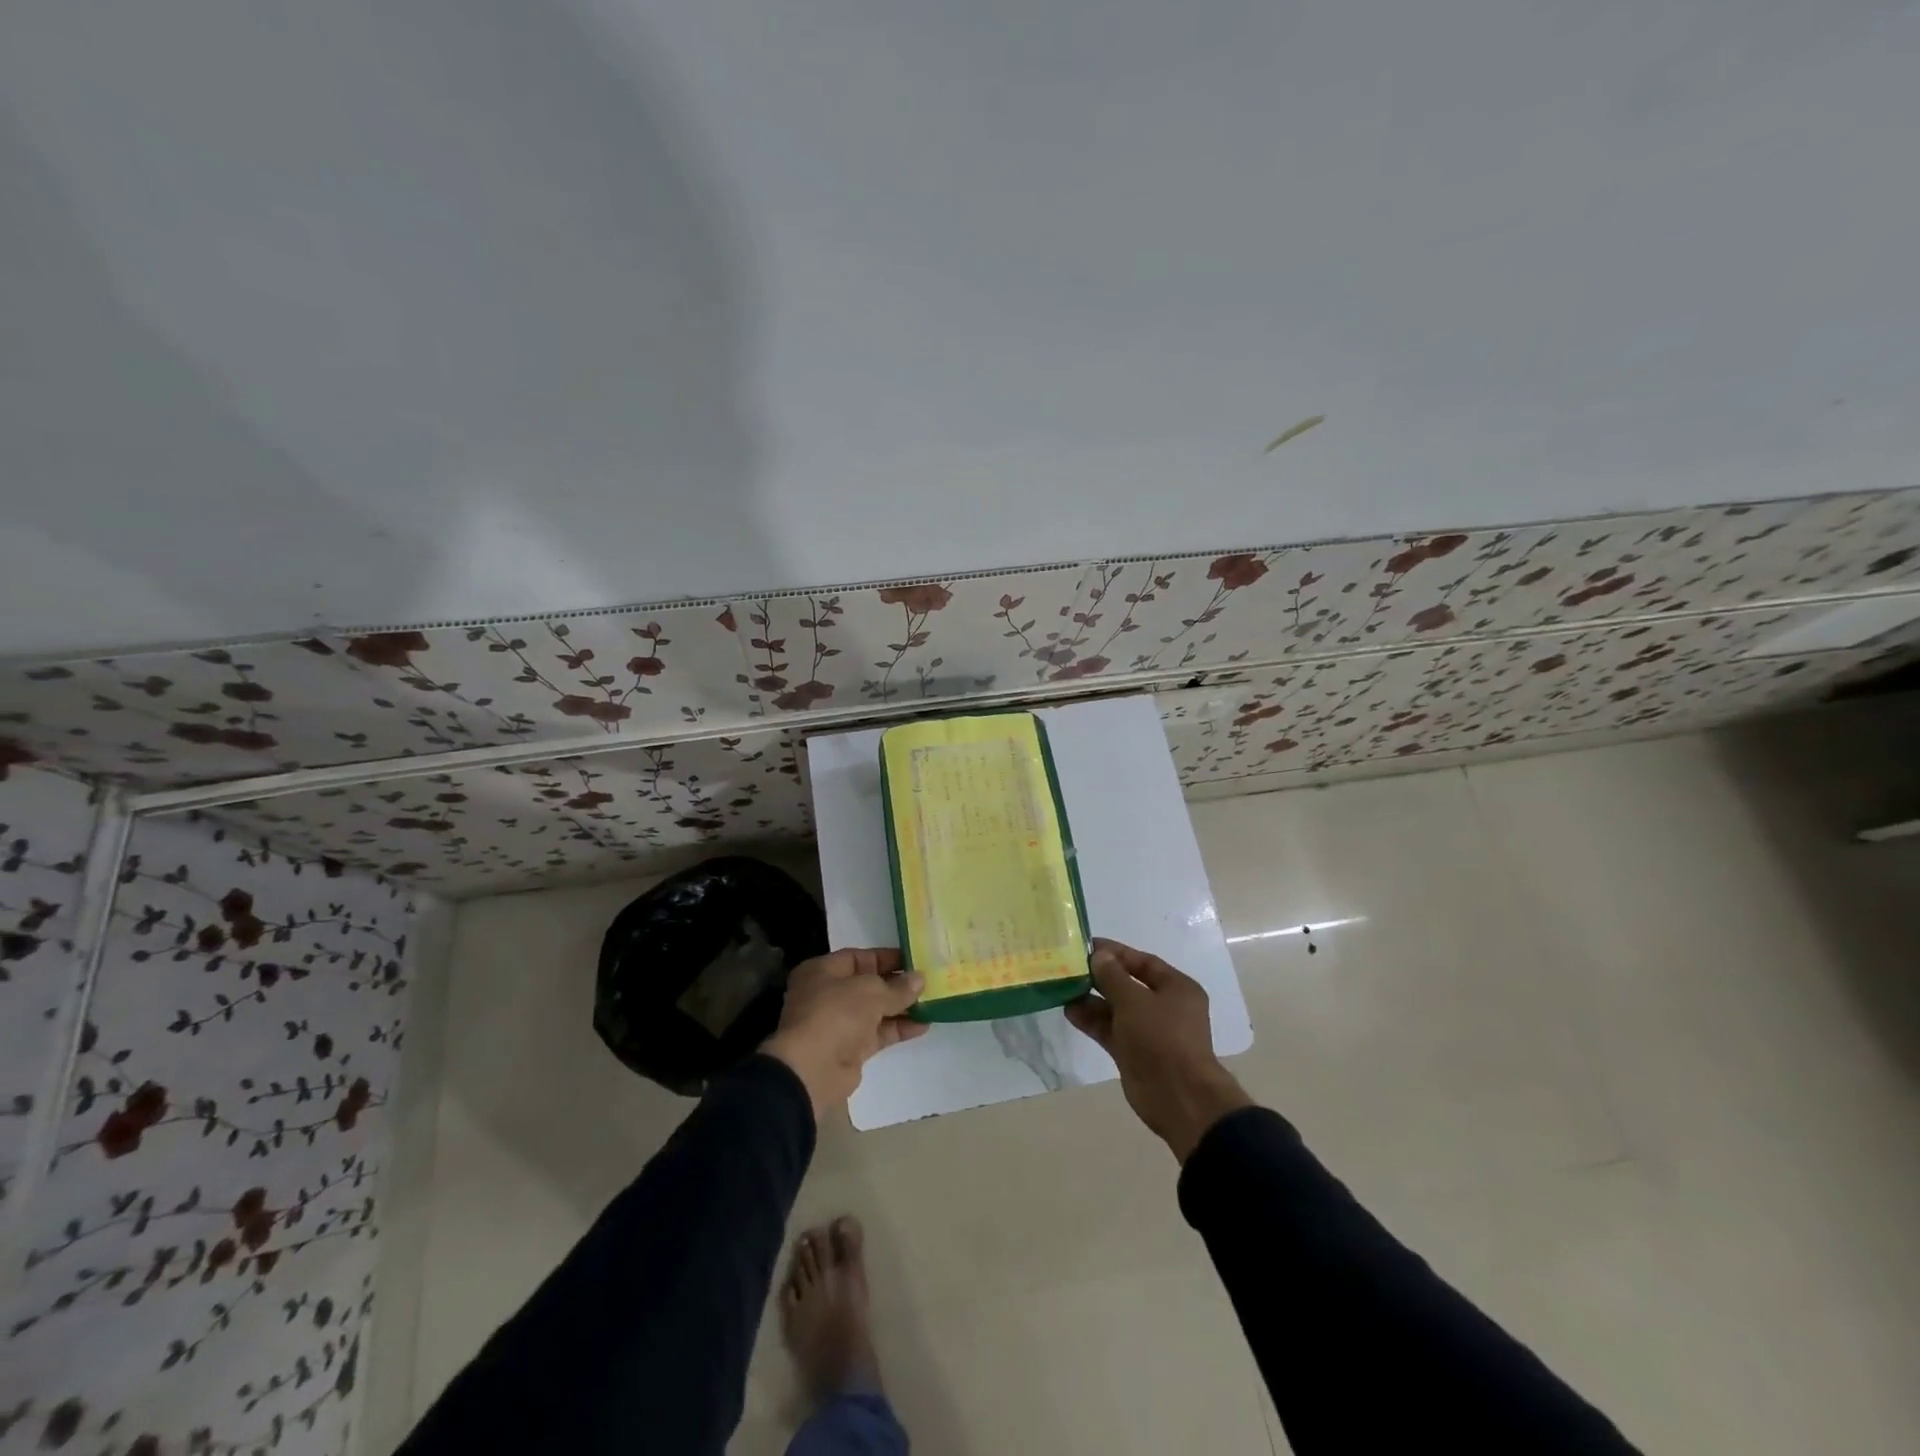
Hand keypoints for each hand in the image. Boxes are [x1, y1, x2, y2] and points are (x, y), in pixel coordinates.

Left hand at [763, 948, 926, 1118]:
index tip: (914, 959)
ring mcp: (839, 1023)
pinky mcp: (850, 1048)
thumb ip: (898, 986)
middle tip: (928, 981)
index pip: (858, 957)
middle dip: (897, 983)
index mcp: (822, 971)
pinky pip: (878, 1033)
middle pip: (868, 984)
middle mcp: (828, 994)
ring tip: (932, 1002)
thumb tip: (919, 979)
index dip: (886, 957)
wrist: (813, 1070)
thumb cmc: (836, 1014)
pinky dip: (898, 1028)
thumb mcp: (871, 992)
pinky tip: (923, 1025)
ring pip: (875, 1010)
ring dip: (901, 1007)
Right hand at [1065, 938, 1251, 1161]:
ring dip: (1092, 1000)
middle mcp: (1165, 1007)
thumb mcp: (1134, 999)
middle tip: (1070, 968)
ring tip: (1063, 989)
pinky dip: (1093, 1022)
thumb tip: (1098, 956)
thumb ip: (1112, 975)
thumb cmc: (1161, 1037)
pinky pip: (1111, 1030)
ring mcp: (1149, 1032)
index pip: (1143, 962)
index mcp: (1176, 988)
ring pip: (1116, 1009)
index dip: (1116, 953)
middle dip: (1101, 977)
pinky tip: (1070, 1012)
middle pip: (1128, 985)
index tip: (1087, 947)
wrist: (1178, 1097)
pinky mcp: (1134, 1053)